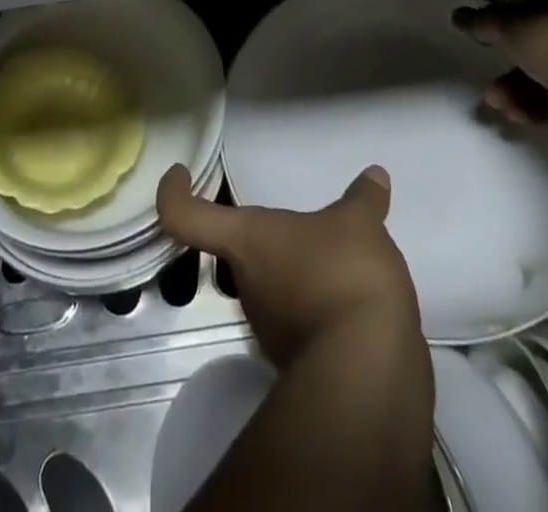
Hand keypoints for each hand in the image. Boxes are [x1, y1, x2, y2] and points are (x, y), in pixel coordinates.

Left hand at [156, 163, 421, 368]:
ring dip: (296, 272)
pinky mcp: (299, 360)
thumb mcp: (360, 225)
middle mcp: (247, 284)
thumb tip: (374, 175)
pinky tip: (350, 296)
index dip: (173, 193)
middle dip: (265, 237)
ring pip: (272, 285)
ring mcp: (270, 327)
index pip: (186, 216)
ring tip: (337, 256)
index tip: (180, 174)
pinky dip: (319, 304)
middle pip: (237, 251)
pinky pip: (301, 318)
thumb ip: (363, 200)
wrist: (368, 373)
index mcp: (246, 240)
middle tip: (298, 222)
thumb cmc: (343, 275)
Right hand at [452, 4, 547, 152]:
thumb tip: (458, 15)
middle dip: (504, 61)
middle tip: (482, 75)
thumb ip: (484, 22)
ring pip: (542, 76)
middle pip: (532, 43)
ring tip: (498, 103)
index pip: (522, 1)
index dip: (496, 12)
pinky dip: (535, 109)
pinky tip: (519, 116)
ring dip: (514, 89)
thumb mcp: (514, 27)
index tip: (473, 30)